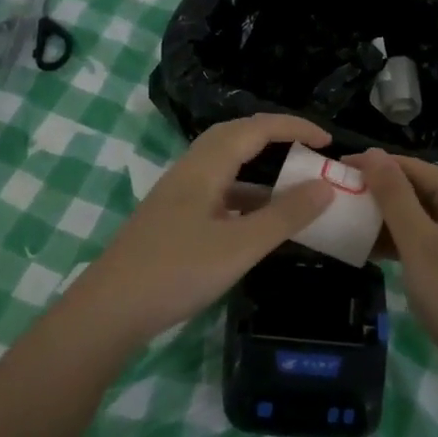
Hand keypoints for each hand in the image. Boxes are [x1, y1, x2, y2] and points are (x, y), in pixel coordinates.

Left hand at [66, 115, 335, 349]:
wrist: (110, 310)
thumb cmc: (177, 272)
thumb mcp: (240, 246)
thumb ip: (284, 215)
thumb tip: (325, 185)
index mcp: (205, 167)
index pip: (255, 128)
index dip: (292, 126)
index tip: (327, 140)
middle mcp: (190, 171)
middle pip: (235, 137)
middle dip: (274, 136)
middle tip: (308, 150)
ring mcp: (178, 196)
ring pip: (225, 166)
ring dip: (259, 169)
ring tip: (292, 186)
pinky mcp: (173, 219)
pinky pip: (217, 192)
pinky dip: (244, 196)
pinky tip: (257, 222)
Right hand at [347, 150, 437, 390]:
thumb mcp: (420, 244)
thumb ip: (395, 197)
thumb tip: (373, 154)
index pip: (417, 168)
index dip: (378, 164)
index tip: (339, 166)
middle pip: (420, 191)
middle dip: (380, 192)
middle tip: (339, 195)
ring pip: (421, 219)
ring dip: (387, 220)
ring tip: (348, 221)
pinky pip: (426, 243)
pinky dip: (401, 243)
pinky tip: (372, 250)